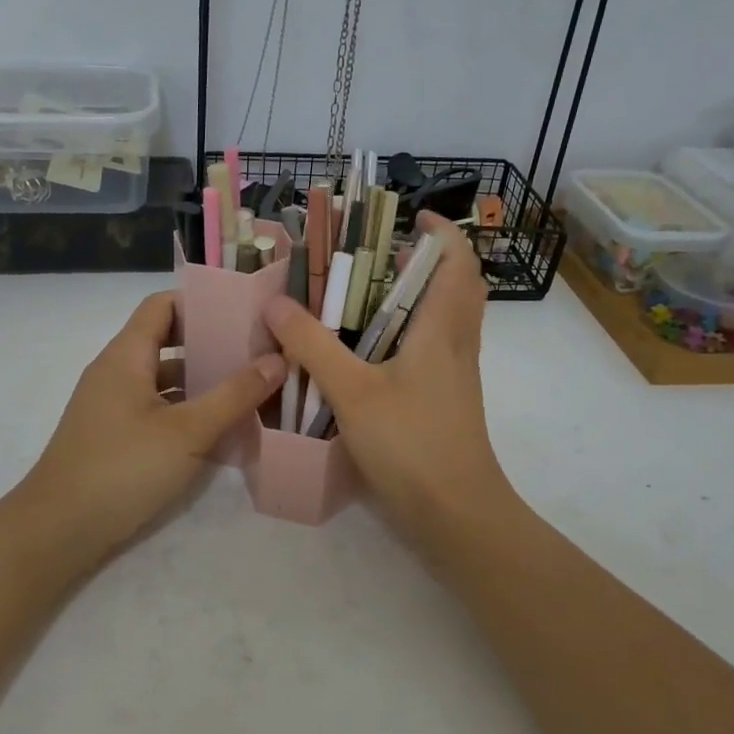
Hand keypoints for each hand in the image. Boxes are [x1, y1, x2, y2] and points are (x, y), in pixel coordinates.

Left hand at [9, 291, 285, 569]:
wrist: (57, 531)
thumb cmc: (123, 468)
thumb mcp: (188, 431)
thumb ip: (234, 394)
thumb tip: (277, 358)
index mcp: (126, 355)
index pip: (162, 305)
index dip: (201, 301)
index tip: (243, 311)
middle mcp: (116, 371)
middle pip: (166, 340)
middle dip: (210, 343)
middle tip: (256, 350)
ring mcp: (112, 405)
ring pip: (163, 378)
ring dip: (201, 379)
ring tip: (248, 386)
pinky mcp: (114, 435)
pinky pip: (156, 407)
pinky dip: (186, 409)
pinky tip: (220, 427)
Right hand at [263, 214, 517, 539]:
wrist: (457, 514)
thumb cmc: (412, 443)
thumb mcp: (352, 392)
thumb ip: (313, 346)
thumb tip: (276, 303)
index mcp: (443, 328)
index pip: (458, 262)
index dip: (442, 233)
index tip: (412, 218)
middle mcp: (457, 343)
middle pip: (457, 286)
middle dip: (427, 261)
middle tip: (383, 255)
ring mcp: (455, 374)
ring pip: (447, 318)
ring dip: (418, 297)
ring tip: (369, 295)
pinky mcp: (447, 400)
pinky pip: (435, 348)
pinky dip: (411, 332)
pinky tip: (372, 350)